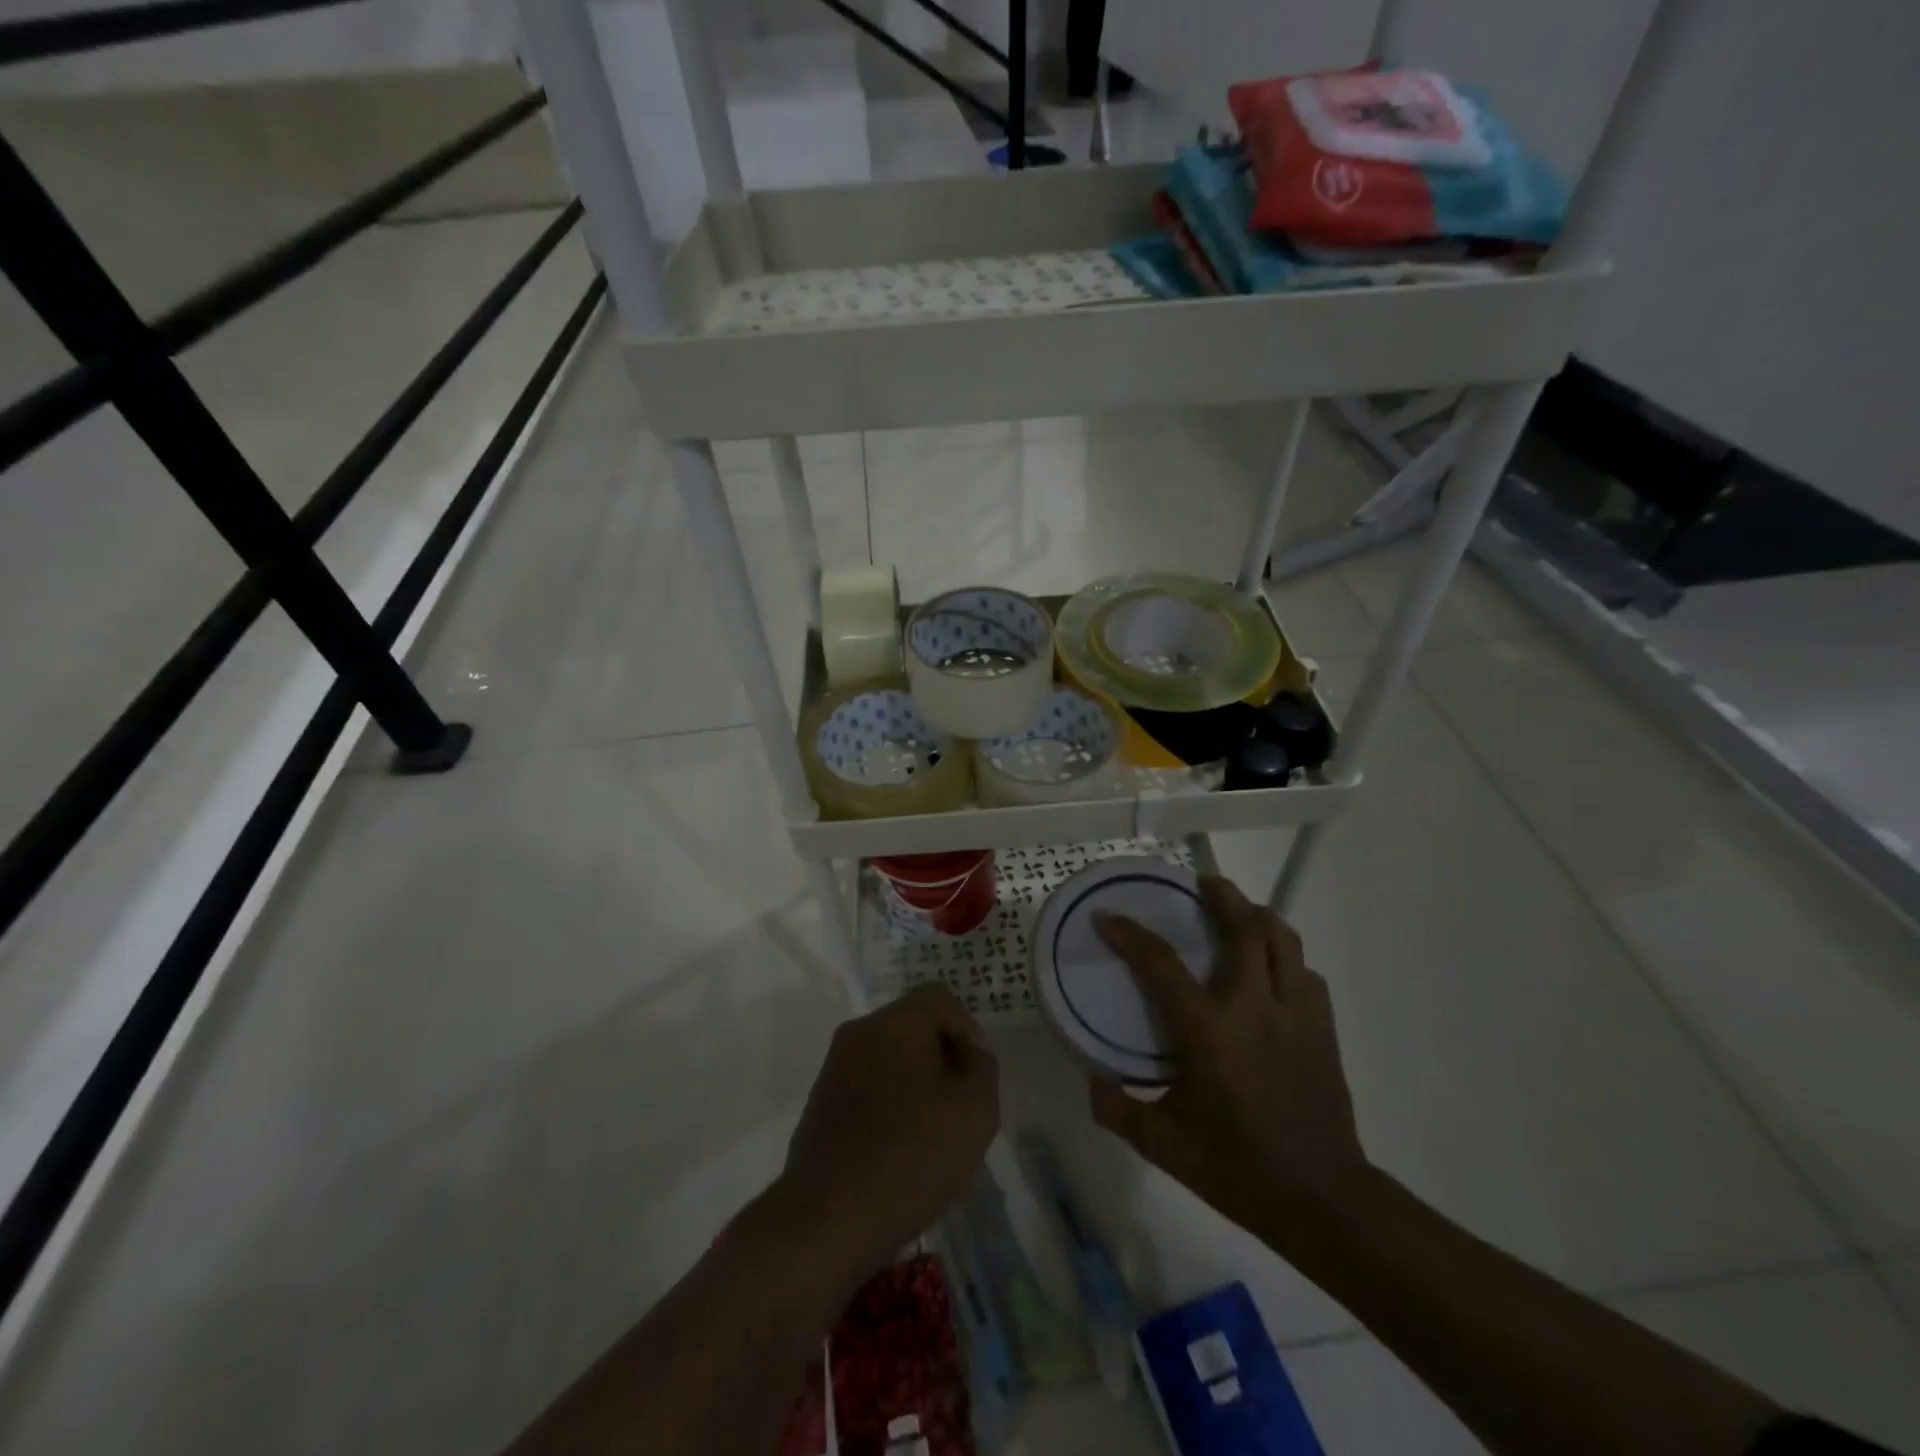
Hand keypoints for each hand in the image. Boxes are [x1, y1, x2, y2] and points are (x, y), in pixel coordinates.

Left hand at [779, 986, 999, 1286]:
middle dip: (945, 1063)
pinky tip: (903, 1158)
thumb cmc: (910, 1157)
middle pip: (915, 1029)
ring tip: (936, 1142)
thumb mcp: (975, 1111)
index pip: (941, 999)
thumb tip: (970, 1053)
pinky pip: (870, 1091)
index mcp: (894, 1022)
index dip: (969, 1031)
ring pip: (893, 1062)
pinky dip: (893, 1111)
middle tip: (963, 1111)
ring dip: (920, 1090)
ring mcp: (834, 1070)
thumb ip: (983, 1068)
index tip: (978, 1078)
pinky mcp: (821, 1106)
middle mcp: (859, 1034)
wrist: (825, 1223)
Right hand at [1089, 876, 1371, 1251]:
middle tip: (1200, 885)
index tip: (1108, 917)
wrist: (1323, 1199)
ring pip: (1283, 939)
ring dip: (1258, 916)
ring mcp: (1295, 1013)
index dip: (1130, 933)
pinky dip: (1286, 957)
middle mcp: (1254, 1007)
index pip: (1161, 964)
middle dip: (1221, 895)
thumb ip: (1119, 1112)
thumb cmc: (1237, 1169)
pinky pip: (1305, 972)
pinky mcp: (1323, 1027)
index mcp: (1209, 1031)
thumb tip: (1093, 1082)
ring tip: (1239, 912)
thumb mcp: (1164, 1147)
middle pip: (1244, 926)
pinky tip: (1272, 971)